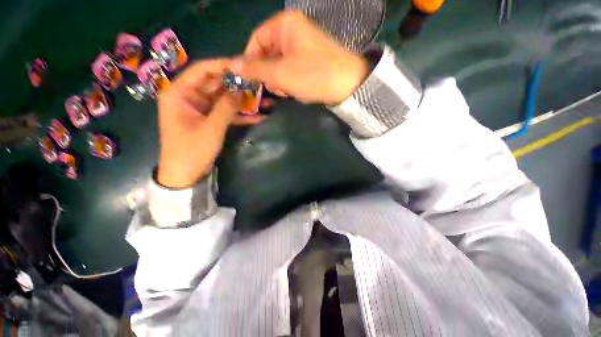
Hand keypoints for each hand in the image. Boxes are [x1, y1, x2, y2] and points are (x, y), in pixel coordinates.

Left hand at [157, 59, 263, 188]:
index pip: (201, 70)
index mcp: (180, 93)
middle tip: (257, 82)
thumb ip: (226, 107)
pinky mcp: (209, 120)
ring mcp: (200, 109)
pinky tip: (258, 116)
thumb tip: (241, 90)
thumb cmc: (192, 150)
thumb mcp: (211, 128)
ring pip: (223, 99)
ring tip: (261, 98)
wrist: (185, 175)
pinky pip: (226, 113)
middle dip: (236, 84)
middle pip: (215, 84)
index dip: (222, 65)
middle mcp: (189, 97)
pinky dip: (240, 115)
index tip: (242, 65)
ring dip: (241, 100)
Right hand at [230, 10, 368, 105]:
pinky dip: (289, 81)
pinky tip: (295, 90)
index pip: (255, 40)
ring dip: (279, 80)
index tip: (250, 80)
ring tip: (287, 90)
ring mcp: (302, 45)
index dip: (250, 61)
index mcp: (284, 24)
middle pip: (267, 53)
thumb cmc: (313, 75)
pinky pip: (291, 69)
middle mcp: (293, 30)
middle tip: (275, 88)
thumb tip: (230, 64)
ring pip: (279, 64)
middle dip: (268, 74)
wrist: (347, 85)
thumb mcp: (280, 73)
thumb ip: (254, 69)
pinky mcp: (309, 59)